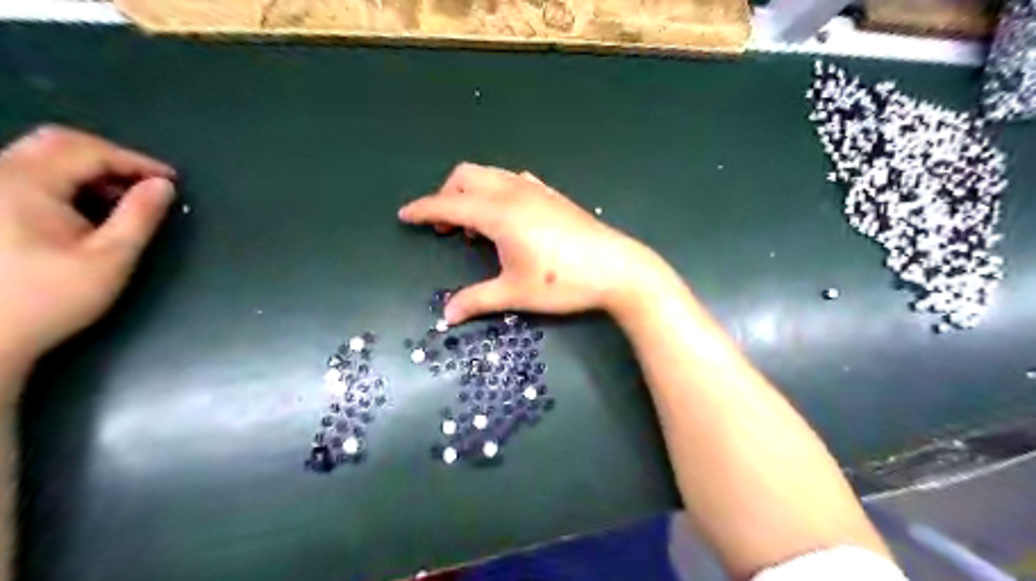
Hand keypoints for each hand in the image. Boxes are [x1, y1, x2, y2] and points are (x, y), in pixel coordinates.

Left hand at [1, 126, 175, 370]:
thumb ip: (139, 217)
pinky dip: (66, 182)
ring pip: (42, 156)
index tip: (172, 181)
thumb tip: (163, 186)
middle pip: (60, 143)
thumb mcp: (110, 258)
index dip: (136, 161)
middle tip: (148, 184)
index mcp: (24, 183)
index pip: (89, 151)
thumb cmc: (50, 298)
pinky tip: (86, 209)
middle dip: (111, 159)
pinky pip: (27, 173)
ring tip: (123, 199)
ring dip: (89, 170)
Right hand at [400, 165, 657, 324]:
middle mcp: (513, 193)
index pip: (449, 205)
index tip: (405, 215)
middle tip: (445, 228)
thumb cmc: (562, 282)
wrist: (616, 269)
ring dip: (472, 192)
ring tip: (475, 227)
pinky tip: (506, 217)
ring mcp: (535, 190)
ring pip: (490, 175)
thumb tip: (446, 317)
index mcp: (498, 213)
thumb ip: (477, 300)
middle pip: (466, 176)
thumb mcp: (515, 293)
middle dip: (446, 196)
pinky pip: (513, 180)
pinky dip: (496, 191)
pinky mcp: (552, 195)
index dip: (423, 209)